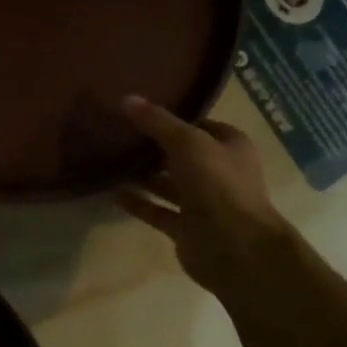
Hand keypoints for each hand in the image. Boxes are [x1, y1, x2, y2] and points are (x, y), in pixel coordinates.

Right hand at [117, 95, 290, 295]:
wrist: (234, 247)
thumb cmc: (217, 184)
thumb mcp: (187, 142)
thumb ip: (157, 122)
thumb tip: (127, 98)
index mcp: (230, 147)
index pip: (201, 125)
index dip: (174, 118)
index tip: (141, 112)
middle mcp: (219, 173)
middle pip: (183, 155)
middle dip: (155, 147)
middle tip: (120, 134)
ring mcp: (204, 203)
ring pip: (169, 184)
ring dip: (144, 175)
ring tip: (111, 161)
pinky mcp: (187, 228)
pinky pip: (158, 211)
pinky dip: (139, 203)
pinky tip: (113, 193)